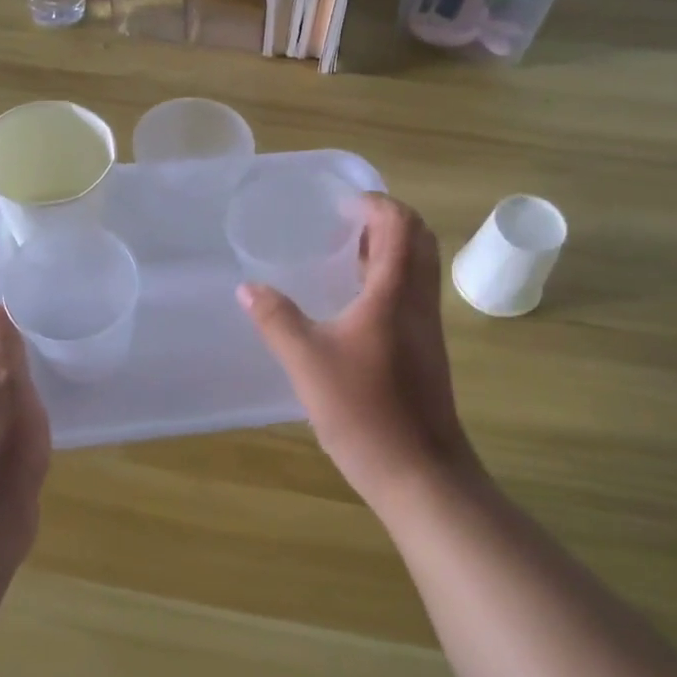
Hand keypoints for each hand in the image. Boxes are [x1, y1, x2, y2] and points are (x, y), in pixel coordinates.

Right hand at [238, 195, 479, 510]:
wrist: (419, 472)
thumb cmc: (364, 410)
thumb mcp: (307, 362)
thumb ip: (276, 319)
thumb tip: (247, 287)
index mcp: (394, 291)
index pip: (400, 224)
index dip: (376, 204)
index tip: (342, 206)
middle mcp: (419, 300)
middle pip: (418, 239)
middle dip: (386, 221)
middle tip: (344, 225)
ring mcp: (428, 326)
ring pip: (419, 268)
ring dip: (390, 249)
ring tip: (346, 255)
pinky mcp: (427, 350)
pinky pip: (414, 293)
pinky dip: (391, 279)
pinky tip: (356, 303)